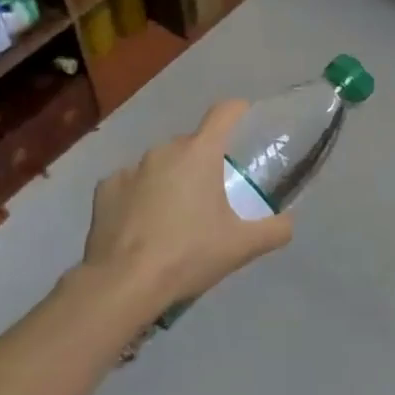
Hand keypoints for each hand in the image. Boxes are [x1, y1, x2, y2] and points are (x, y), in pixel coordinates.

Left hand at [82, 100, 293, 318]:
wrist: (124, 283)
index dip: (238, 111)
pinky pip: (130, 184)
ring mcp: (130, 168)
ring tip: (175, 216)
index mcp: (199, 153)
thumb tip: (288, 222)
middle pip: (192, 144)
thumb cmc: (189, 255)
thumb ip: (275, 230)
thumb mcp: (242, 247)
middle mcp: (163, 150)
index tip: (246, 119)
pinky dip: (139, 196)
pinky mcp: (105, 189)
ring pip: (159, 164)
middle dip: (204, 161)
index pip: (224, 113)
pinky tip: (142, 225)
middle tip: (213, 194)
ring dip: (171, 179)